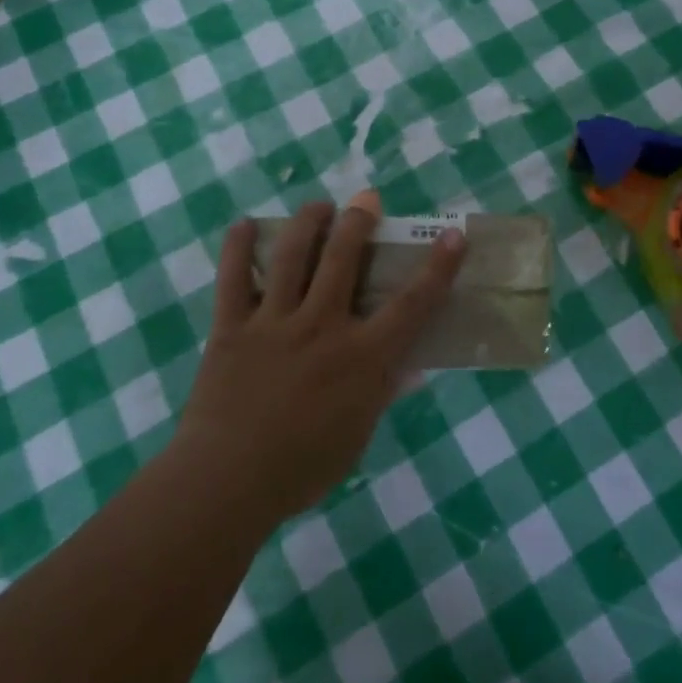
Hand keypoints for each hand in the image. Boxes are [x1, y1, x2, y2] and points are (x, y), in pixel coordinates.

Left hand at [172, 195, 466, 525]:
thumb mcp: (358, 435)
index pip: (412, 303)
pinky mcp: (232, 327)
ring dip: (308, 223)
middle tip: (365, 199)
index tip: (454, 235)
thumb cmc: (303, 467)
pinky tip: (244, 223)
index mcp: (362, 356)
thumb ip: (381, 392)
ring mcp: (274, 322)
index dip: (438, 267)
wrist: (226, 483)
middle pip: (344, 259)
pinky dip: (237, 247)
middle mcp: (322, 326)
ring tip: (318, 205)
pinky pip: (234, 279)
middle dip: (358, 221)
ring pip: (293, 257)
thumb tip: (409, 367)